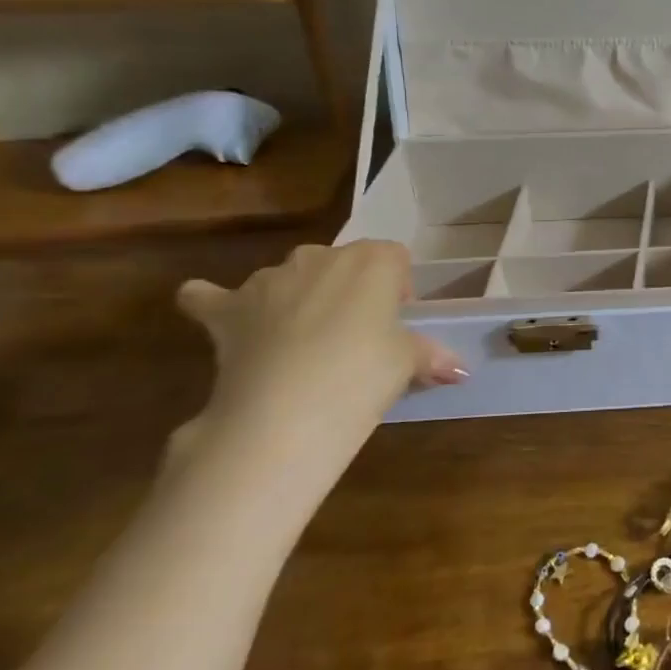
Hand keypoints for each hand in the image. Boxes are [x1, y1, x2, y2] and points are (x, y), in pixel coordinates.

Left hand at [172, 242, 464, 496]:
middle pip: (341, 262)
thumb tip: (458, 369)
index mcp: (373, 261)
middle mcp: (320, 257)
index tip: (395, 325)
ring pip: (287, 277)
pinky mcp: (226, 309)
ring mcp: (268, 279)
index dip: (398, 290)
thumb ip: (428, 355)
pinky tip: (223, 321)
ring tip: (301, 344)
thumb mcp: (407, 364)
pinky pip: (212, 297)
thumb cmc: (362, 376)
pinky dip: (215, 304)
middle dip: (348, 291)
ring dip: (295, 298)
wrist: (282, 412)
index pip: (394, 258)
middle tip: (355, 338)